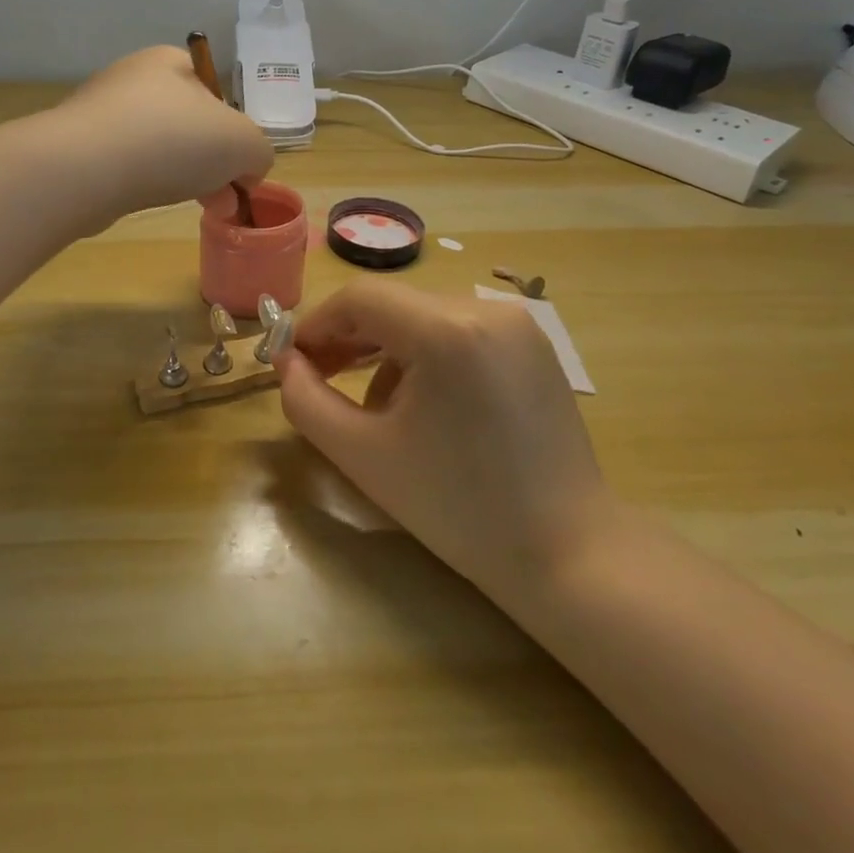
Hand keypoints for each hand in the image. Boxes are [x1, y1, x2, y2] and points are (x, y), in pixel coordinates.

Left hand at [55, 45, 274, 219]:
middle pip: (188, 122)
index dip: (234, 131)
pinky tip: (151, 202)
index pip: (214, 91)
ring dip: (184, 176)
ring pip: (158, 146)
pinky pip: (127, 165)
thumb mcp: (243, 144)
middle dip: (213, 162)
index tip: (240, 169)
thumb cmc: (174, 140)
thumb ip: (258, 152)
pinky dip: (145, 183)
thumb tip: (246, 169)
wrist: (85, 169)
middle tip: (224, 199)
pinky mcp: (79, 147)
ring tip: (200, 208)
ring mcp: (101, 112)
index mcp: (170, 61)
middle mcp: (133, 78)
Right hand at [276, 279, 610, 601]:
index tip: (293, 362)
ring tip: (375, 409)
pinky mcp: (531, 344)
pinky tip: (424, 407)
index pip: (360, 298)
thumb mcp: (363, 456)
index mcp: (447, 331)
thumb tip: (286, 363)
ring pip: (423, 318)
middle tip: (318, 379)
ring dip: (386, 351)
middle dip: (349, 340)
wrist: (567, 554)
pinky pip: (457, 331)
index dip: (317, 324)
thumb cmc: (457, 508)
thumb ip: (307, 401)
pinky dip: (426, 356)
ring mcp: (516, 324)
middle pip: (393, 305)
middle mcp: (485, 309)